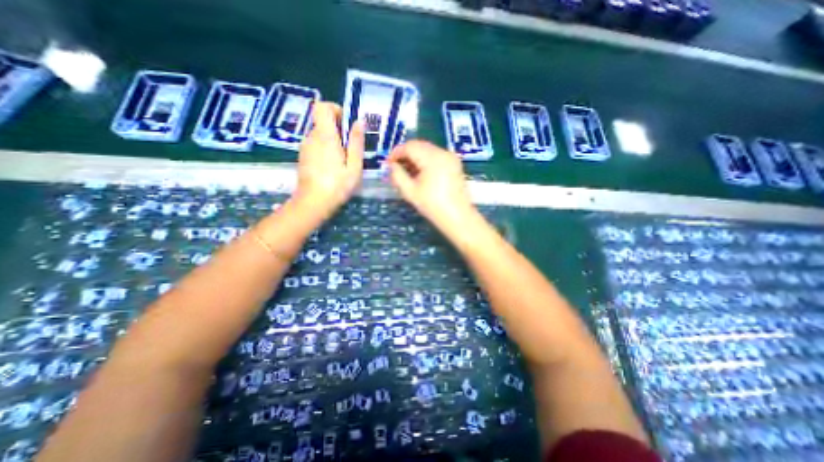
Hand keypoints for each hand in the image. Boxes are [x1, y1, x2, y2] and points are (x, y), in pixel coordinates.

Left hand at [293, 101, 363, 222]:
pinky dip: (325, 149)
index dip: (335, 109)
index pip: (322, 107)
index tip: (346, 124)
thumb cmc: (338, 186)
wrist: (313, 203)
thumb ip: (356, 142)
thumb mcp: (354, 166)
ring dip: (332, 141)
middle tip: (350, 149)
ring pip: (319, 134)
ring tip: (343, 161)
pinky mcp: (303, 157)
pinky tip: (332, 167)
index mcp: (325, 136)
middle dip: (338, 129)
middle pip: (322, 121)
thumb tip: (359, 121)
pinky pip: (315, 145)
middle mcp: (311, 137)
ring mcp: (305, 147)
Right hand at [386, 140, 475, 230]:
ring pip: (428, 149)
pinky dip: (426, 160)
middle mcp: (443, 152)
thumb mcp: (410, 192)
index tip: (388, 164)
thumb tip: (392, 165)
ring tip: (408, 172)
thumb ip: (397, 175)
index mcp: (432, 158)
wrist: (458, 217)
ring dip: (416, 157)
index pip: (410, 146)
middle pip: (419, 145)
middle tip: (397, 168)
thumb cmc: (433, 206)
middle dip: (406, 154)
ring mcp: (451, 157)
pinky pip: (437, 155)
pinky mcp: (455, 163)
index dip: (396, 153)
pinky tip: (421, 173)